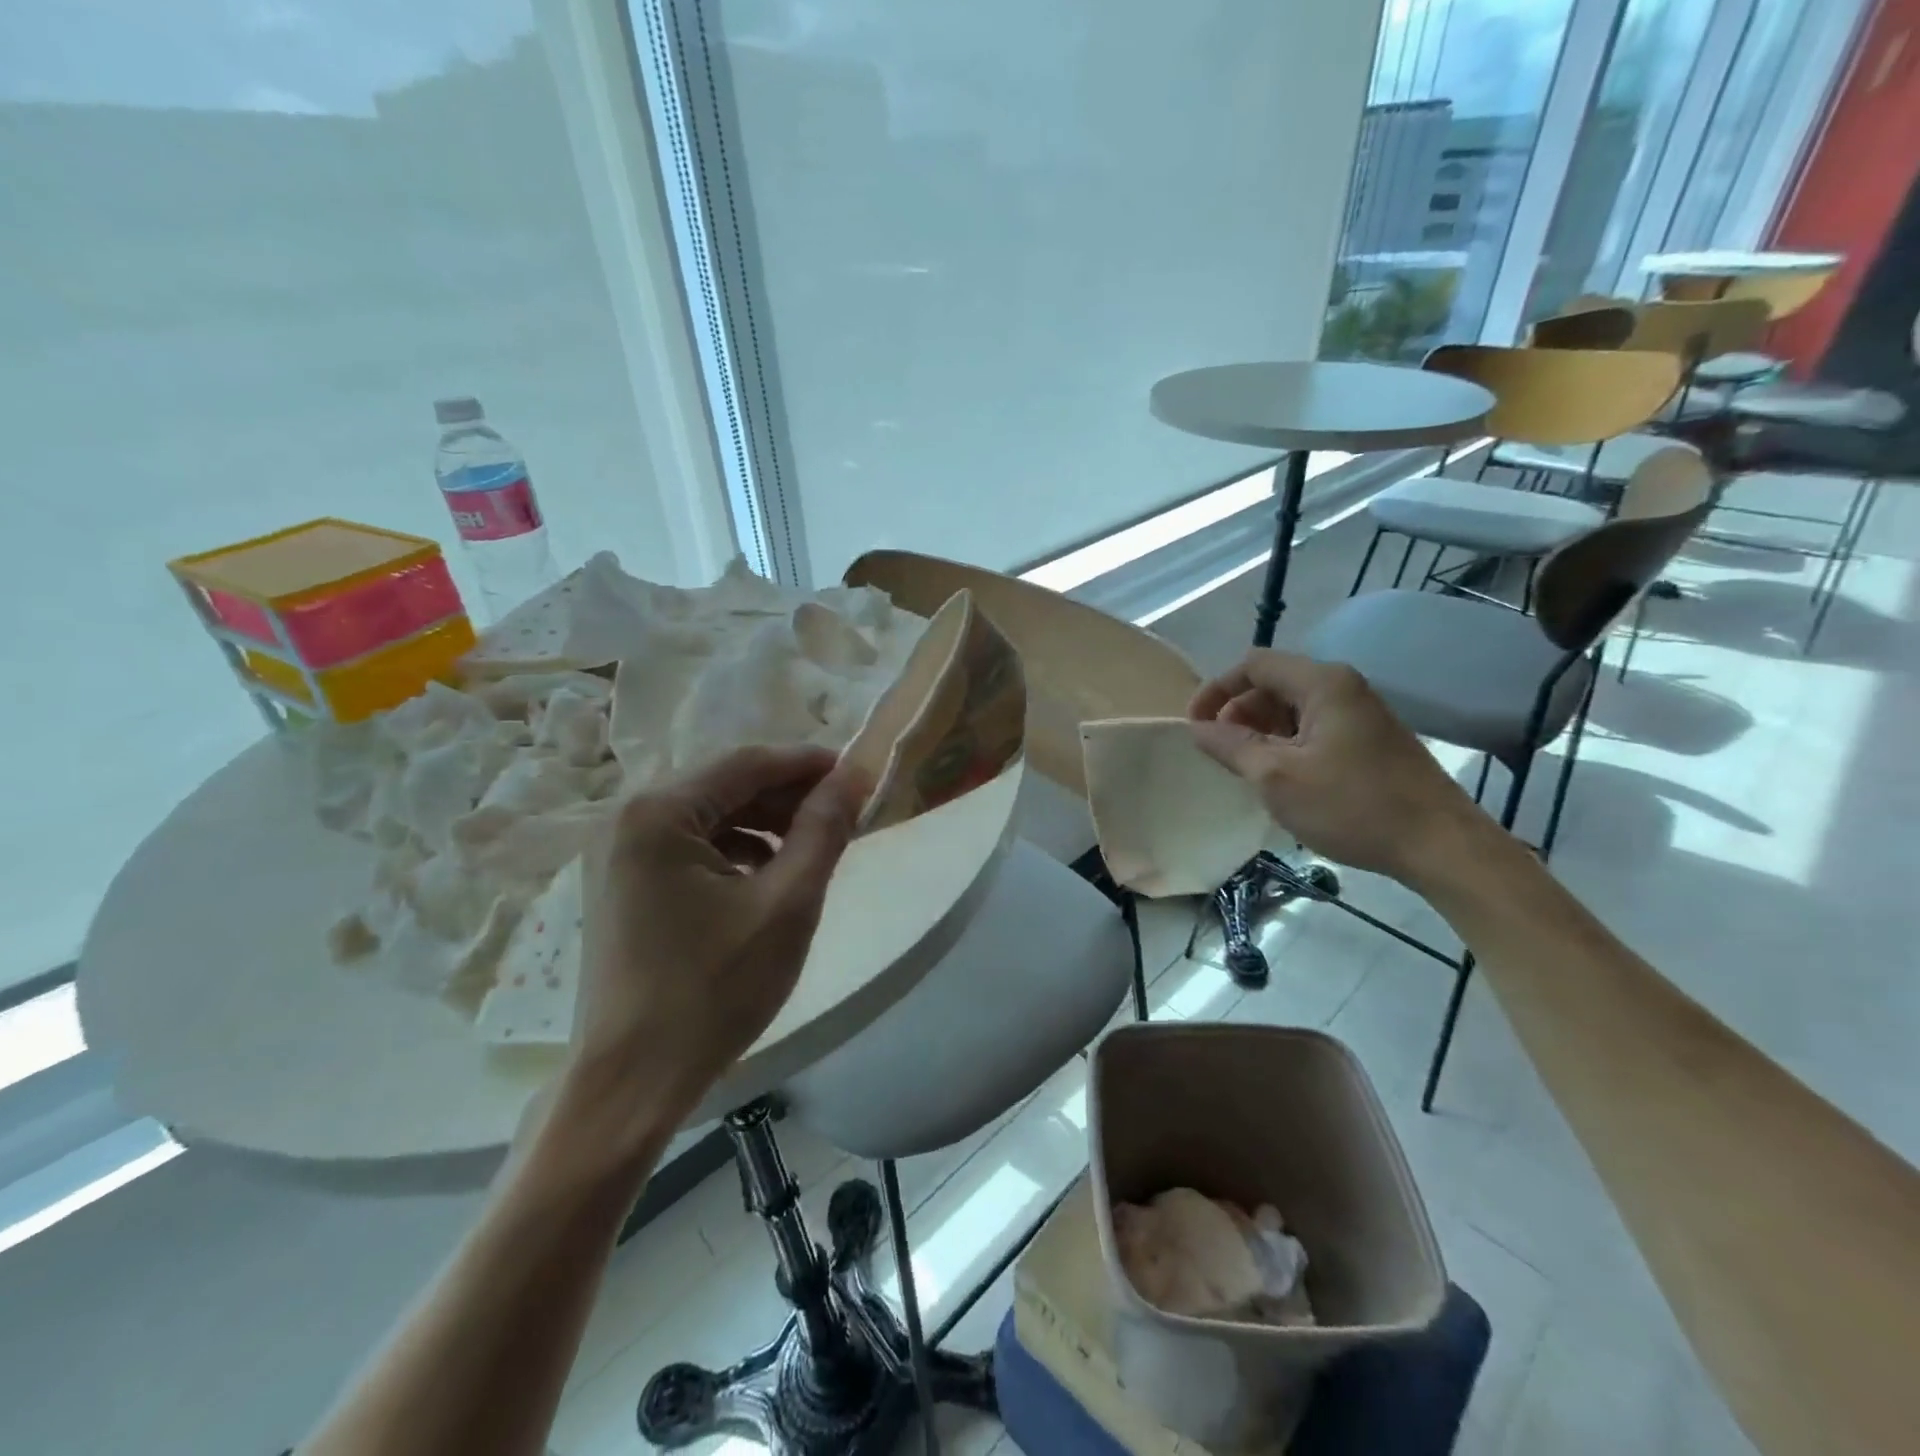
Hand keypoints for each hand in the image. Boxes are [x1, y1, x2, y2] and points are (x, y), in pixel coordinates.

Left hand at [568, 745, 866, 1122]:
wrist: (631, 1083)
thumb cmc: (714, 990)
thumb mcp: (787, 904)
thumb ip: (823, 830)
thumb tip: (854, 776)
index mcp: (659, 813)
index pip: (748, 763)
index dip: (808, 763)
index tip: (857, 774)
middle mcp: (627, 819)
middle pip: (725, 787)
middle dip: (787, 797)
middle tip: (842, 816)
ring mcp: (617, 854)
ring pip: (709, 817)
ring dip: (763, 825)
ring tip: (811, 849)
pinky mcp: (621, 885)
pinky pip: (689, 848)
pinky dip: (734, 852)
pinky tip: (765, 880)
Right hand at [1187, 650, 1492, 887]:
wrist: (1440, 845)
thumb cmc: (1352, 806)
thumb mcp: (1276, 777)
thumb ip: (1231, 746)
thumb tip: (1197, 728)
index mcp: (1322, 683)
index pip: (1253, 665)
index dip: (1216, 689)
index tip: (1194, 725)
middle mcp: (1344, 687)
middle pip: (1273, 684)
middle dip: (1238, 713)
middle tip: (1221, 754)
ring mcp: (1362, 713)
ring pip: (1294, 708)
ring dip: (1261, 732)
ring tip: (1247, 770)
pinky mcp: (1371, 740)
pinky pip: (1315, 728)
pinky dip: (1287, 744)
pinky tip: (1283, 779)